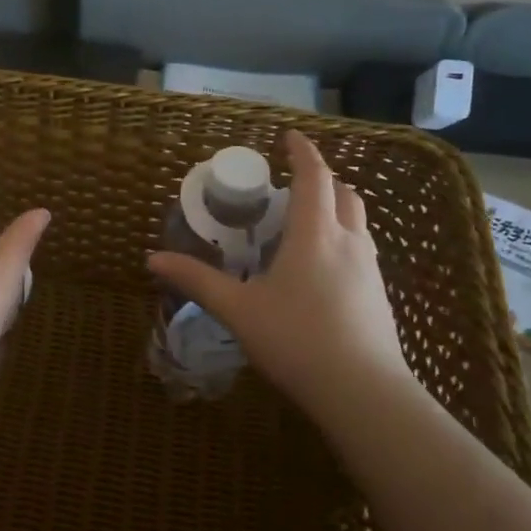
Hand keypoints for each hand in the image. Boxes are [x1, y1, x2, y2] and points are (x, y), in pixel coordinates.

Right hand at [147, 130, 413, 412]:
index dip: (302, 152)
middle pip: (344, 192)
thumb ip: (197, 280)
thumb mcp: (238, 310)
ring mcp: (370, 268)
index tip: (289, 137)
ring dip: (334, 207)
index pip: (314, 177)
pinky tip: (319, 268)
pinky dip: (341, 237)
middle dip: (320, 179)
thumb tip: (153, 259)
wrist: (363, 393)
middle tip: (290, 185)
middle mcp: (349, 241)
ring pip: (357, 220)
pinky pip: (361, 248)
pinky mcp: (378, 294)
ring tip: (302, 223)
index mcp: (314, 235)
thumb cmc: (296, 340)